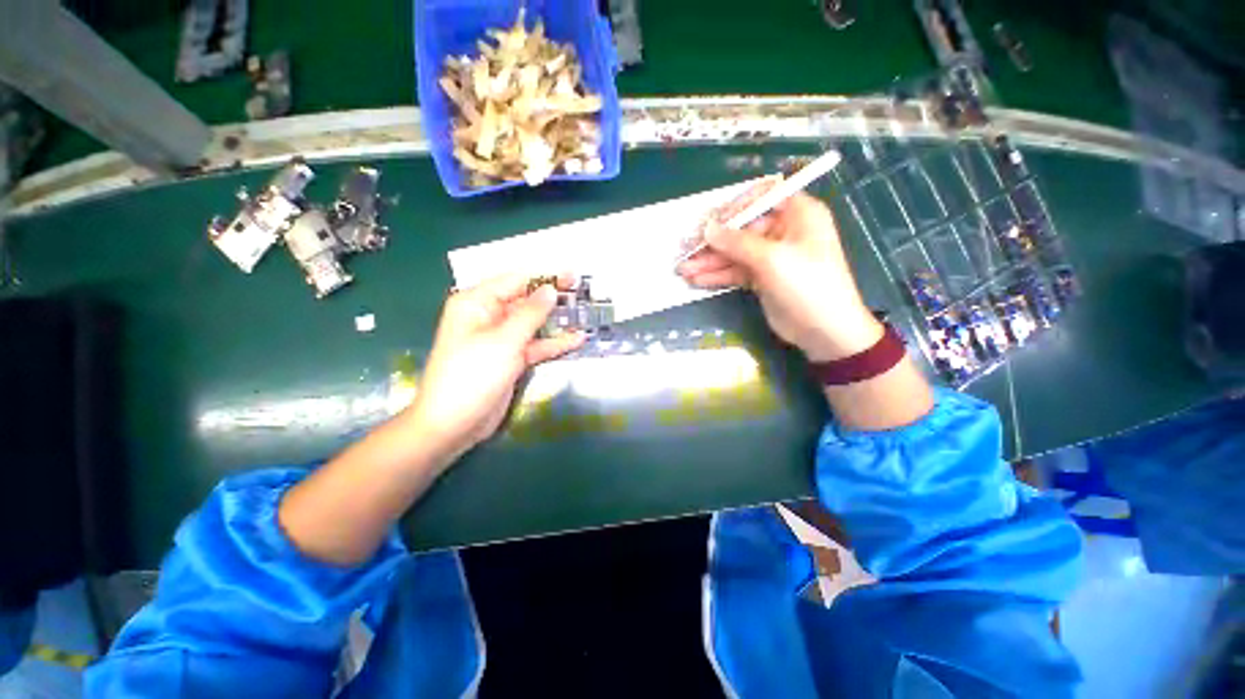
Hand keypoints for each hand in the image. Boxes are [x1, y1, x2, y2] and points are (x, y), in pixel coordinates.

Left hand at [404, 273, 584, 460]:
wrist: (453, 424)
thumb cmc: (473, 375)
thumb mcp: (504, 340)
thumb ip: (530, 313)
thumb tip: (550, 289)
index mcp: (477, 303)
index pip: (515, 280)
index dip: (544, 276)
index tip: (572, 276)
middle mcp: (488, 316)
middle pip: (526, 300)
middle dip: (552, 297)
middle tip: (582, 293)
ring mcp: (501, 339)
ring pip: (533, 323)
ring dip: (556, 320)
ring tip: (584, 313)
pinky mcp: (510, 359)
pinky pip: (535, 345)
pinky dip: (553, 343)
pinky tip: (577, 339)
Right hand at [678, 191, 880, 361]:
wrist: (824, 331)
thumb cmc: (807, 285)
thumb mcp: (772, 259)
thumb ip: (737, 242)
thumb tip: (707, 228)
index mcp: (798, 214)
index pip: (761, 197)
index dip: (734, 207)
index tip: (710, 221)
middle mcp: (784, 231)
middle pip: (742, 228)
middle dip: (713, 241)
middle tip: (685, 250)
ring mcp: (771, 256)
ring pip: (735, 253)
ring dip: (710, 261)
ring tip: (683, 270)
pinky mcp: (762, 277)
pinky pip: (736, 271)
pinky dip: (717, 275)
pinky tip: (696, 280)